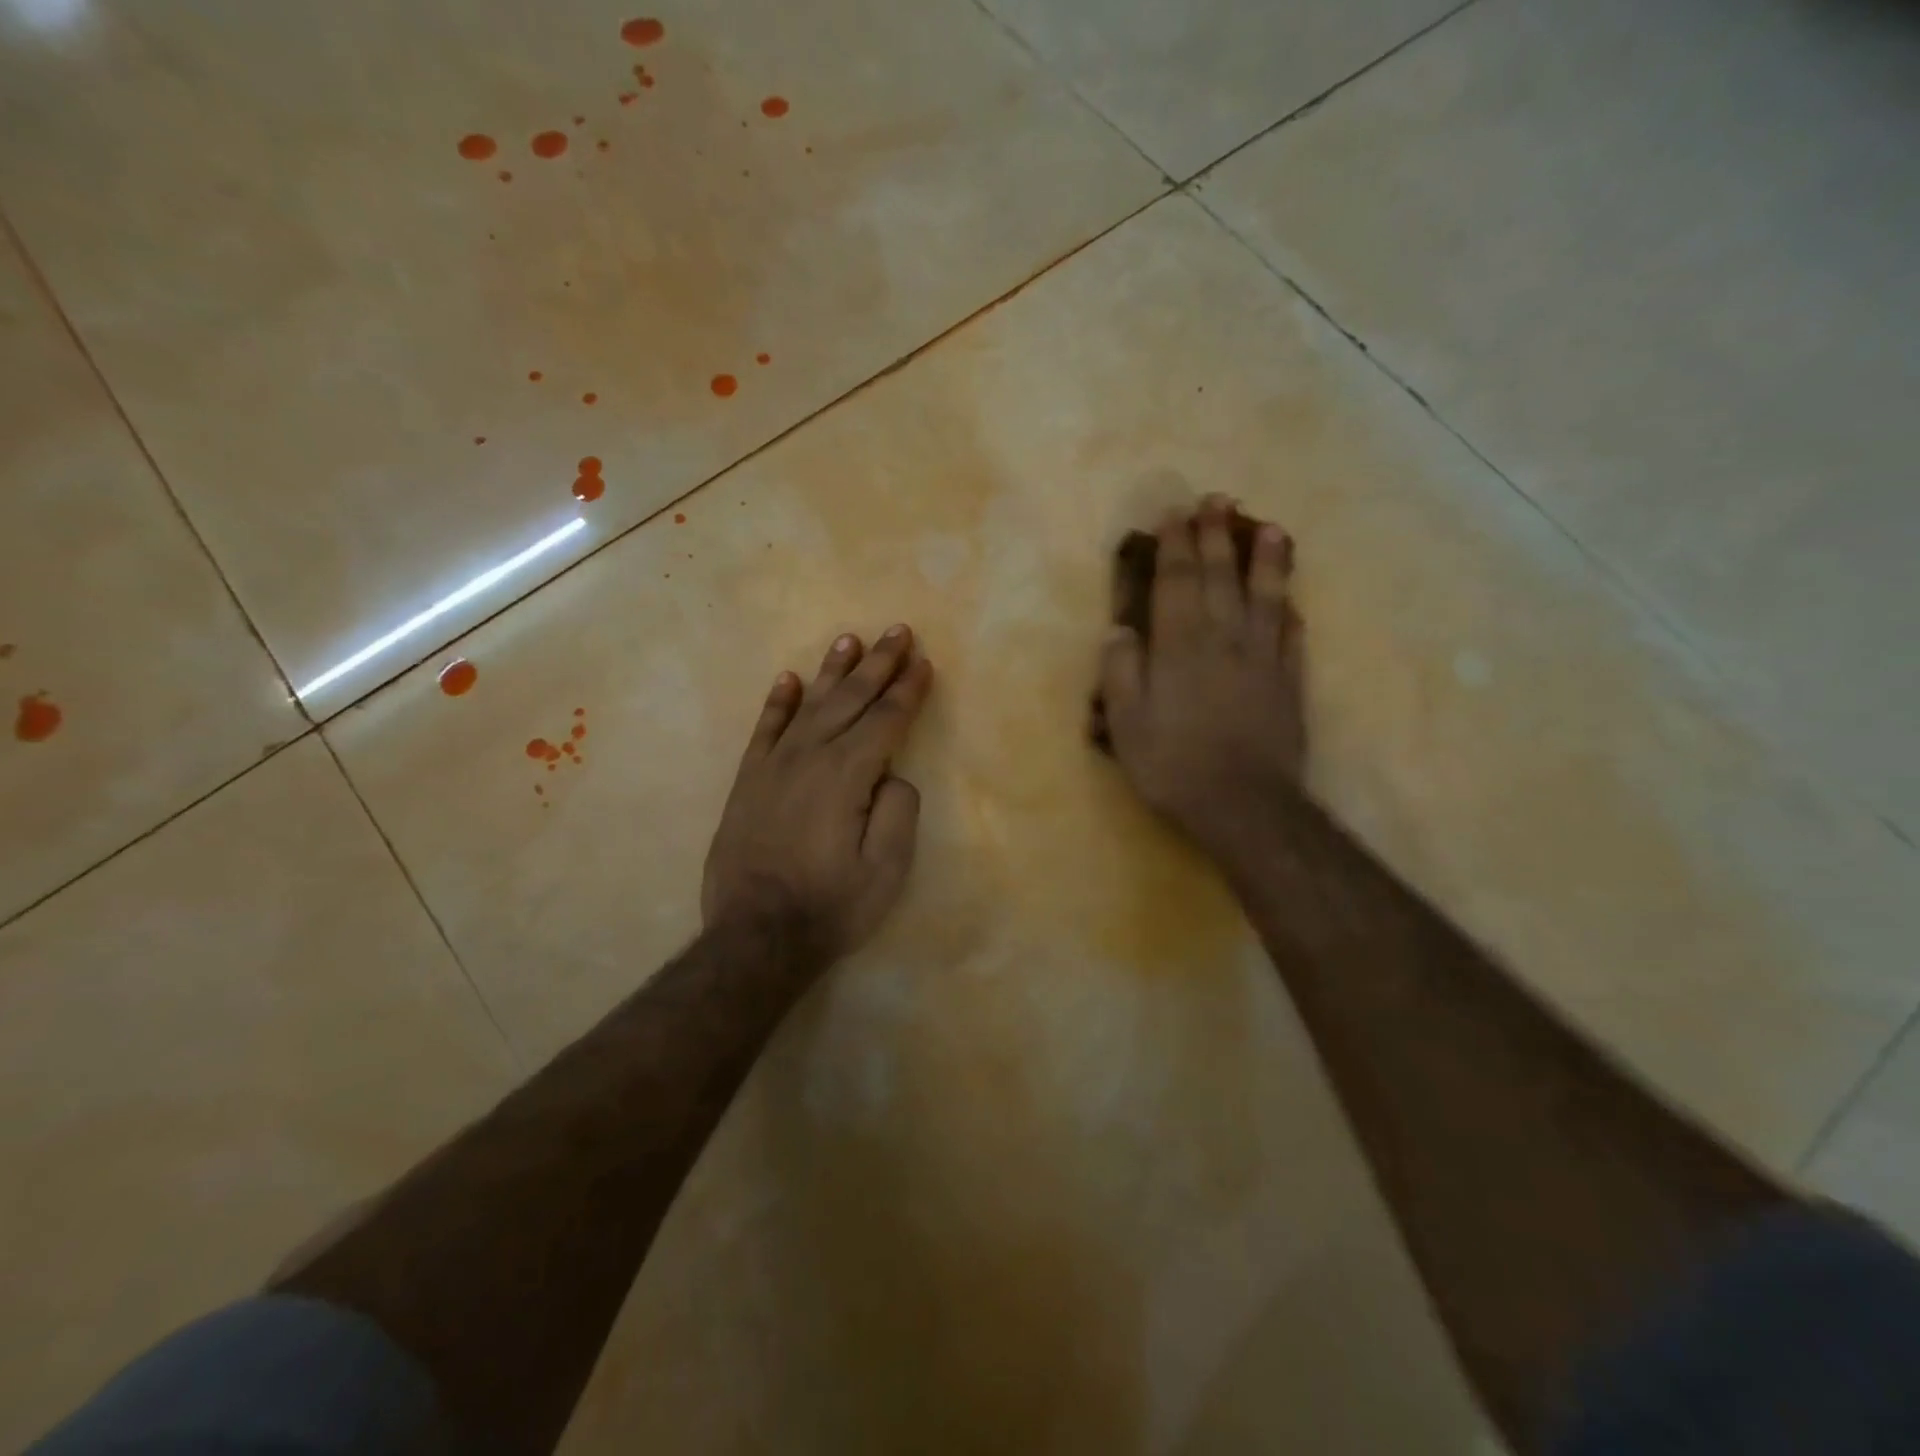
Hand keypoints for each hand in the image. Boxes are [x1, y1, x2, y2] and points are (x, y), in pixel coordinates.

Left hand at [703, 625, 934, 966]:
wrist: (755, 936)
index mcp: (847, 775)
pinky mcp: (749, 782)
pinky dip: (778, 702)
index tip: (924, 662)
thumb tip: (892, 776)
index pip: (885, 720)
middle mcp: (809, 757)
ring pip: (809, 705)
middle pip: (850, 700)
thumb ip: (899, 811)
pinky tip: (789, 680)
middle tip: (897, 630)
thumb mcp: (886, 869)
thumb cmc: (831, 906)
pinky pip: (765, 729)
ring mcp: (773, 766)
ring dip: (832, 671)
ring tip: (850, 640)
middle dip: (878, 664)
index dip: (908, 690)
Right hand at [1098, 496, 1305, 864]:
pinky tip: (1291, 598)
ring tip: (1269, 527)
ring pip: (1265, 596)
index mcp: (1181, 646)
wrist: (1243, 804)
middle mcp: (1225, 639)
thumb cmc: (1173, 764)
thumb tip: (1120, 630)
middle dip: (1217, 536)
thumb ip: (1122, 672)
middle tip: (1217, 501)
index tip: (1174, 513)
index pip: (1177, 582)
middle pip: (1222, 577)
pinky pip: (1291, 634)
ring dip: (1266, 559)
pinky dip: (1289, 610)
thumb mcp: (1126, 724)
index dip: (1175, 545)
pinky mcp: (1289, 682)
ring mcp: (1263, 658)